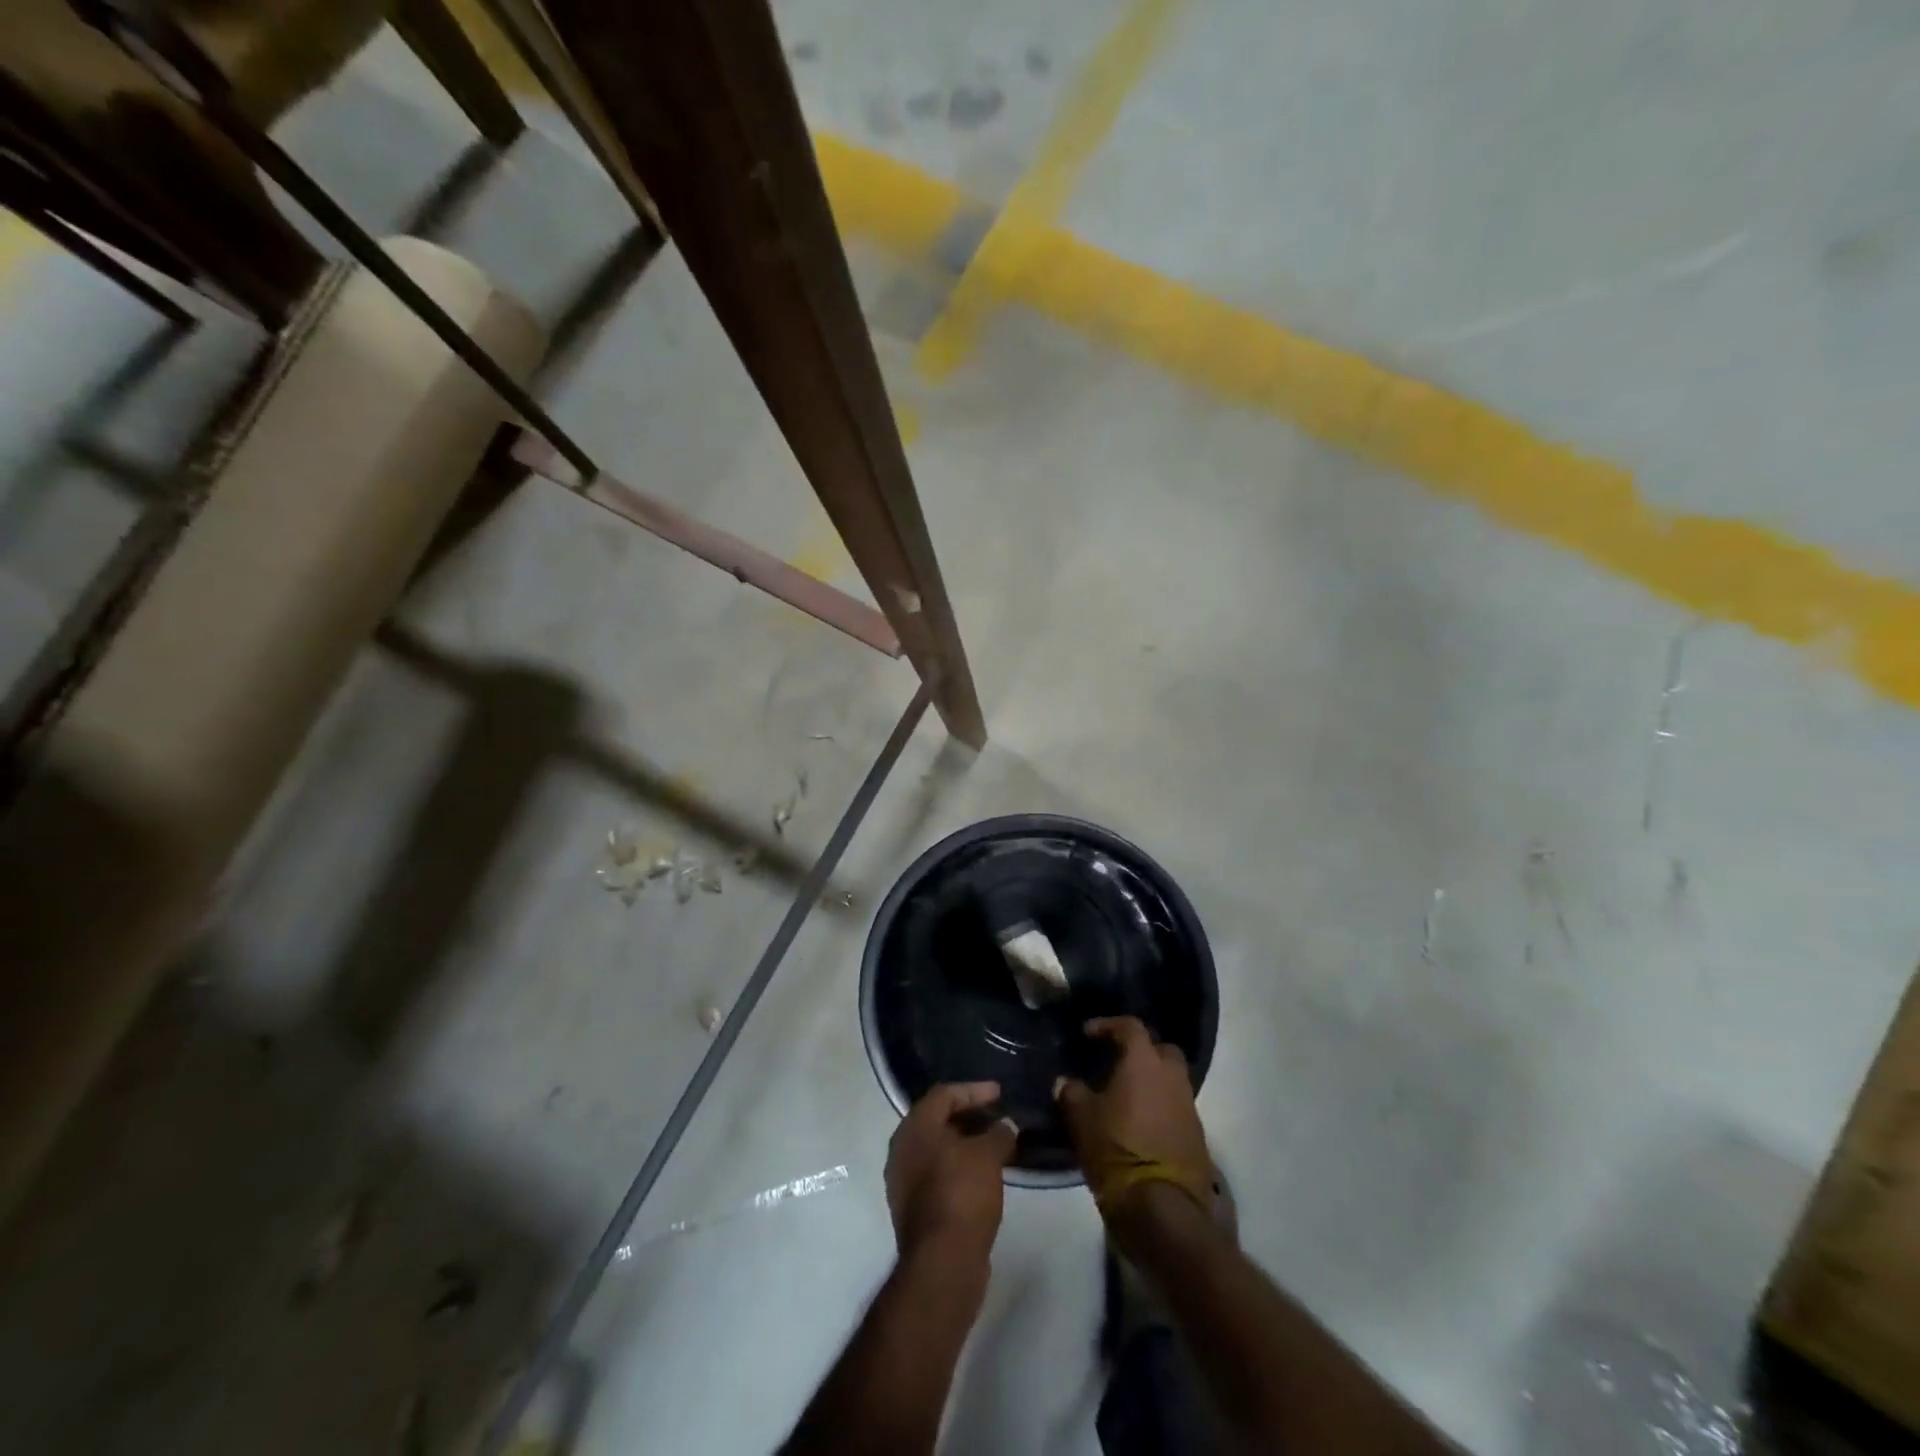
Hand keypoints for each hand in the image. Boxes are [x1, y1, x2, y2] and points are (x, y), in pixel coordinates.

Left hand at [885, 1082, 1016, 1263]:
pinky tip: (984, 1175)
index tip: (1000, 1093)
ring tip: (996, 1146)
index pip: (944, 1094)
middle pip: (938, 1120)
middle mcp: (902, 1150)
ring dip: (966, 1145)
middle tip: (998, 1117)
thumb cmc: (961, 1194)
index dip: (974, 1090)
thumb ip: (999, 1133)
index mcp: (914, 1128)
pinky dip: (961, 1168)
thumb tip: (1006, 1126)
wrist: (942, 1263)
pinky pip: (939, 1175)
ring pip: (938, 1150)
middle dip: (970, 1116)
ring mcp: (905, 1182)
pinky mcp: (915, 1209)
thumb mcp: (988, 1155)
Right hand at [1055, 1016, 1213, 1218]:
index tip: (1088, 1034)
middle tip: (1116, 1062)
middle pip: (1161, 1049)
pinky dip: (1159, 1107)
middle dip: (1140, 1050)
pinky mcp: (1197, 1135)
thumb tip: (1065, 1081)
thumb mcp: (1082, 1119)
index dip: (1108, 1025)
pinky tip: (1140, 1122)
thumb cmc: (1117, 1149)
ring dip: (1151, 1081)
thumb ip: (1071, 1092)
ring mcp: (1189, 1106)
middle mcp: (1172, 1076)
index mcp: (1144, 1061)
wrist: (1163, 1208)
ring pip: (1171, 1080)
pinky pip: (1176, 1107)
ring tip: (1125, 1096)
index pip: (1130, 1026)